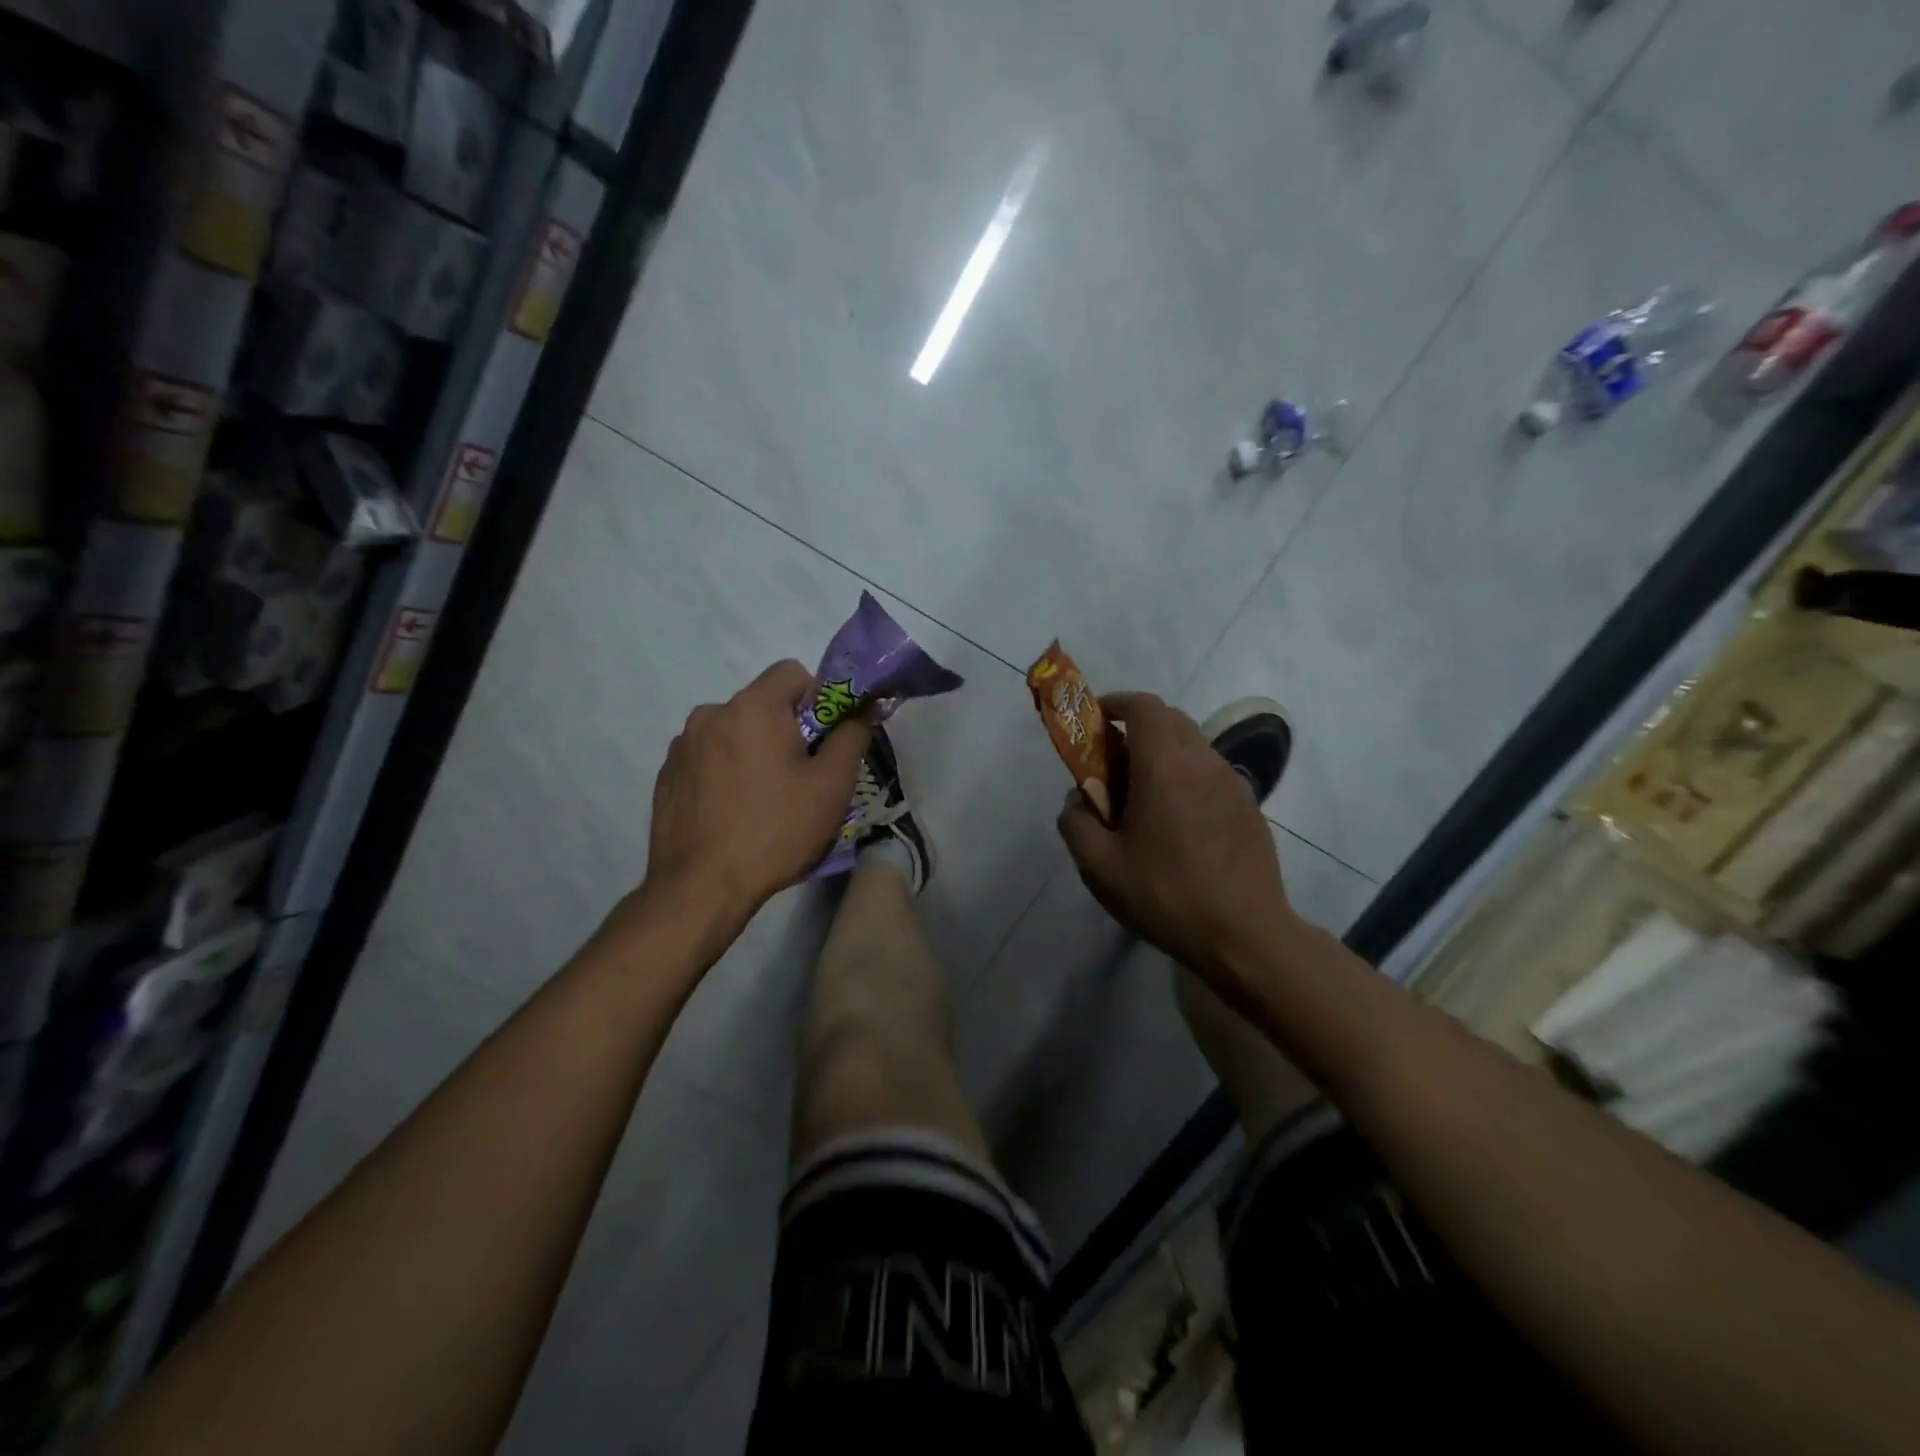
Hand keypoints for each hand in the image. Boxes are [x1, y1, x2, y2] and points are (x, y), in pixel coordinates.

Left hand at [646, 660, 870, 931]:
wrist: (700, 888)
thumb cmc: (775, 831)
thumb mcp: (831, 786)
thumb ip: (852, 736)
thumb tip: (861, 709)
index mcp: (752, 707)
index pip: (792, 672)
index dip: (818, 699)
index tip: (823, 741)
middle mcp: (711, 714)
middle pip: (762, 704)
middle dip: (786, 729)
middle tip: (800, 778)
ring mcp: (682, 745)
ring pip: (734, 732)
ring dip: (753, 751)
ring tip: (763, 800)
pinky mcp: (667, 775)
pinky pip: (708, 757)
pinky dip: (725, 772)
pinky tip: (733, 813)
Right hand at [1057, 692, 1294, 986]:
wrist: (1245, 935)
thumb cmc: (1166, 895)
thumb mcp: (1100, 867)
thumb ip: (1076, 823)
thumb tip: (1077, 801)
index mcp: (1165, 765)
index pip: (1143, 706)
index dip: (1117, 703)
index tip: (1096, 719)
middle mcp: (1203, 761)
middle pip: (1170, 720)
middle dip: (1137, 728)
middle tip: (1113, 762)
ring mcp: (1232, 782)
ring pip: (1193, 746)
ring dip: (1164, 753)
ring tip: (1143, 796)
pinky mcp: (1250, 806)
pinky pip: (1211, 773)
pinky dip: (1187, 777)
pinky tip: (1177, 822)